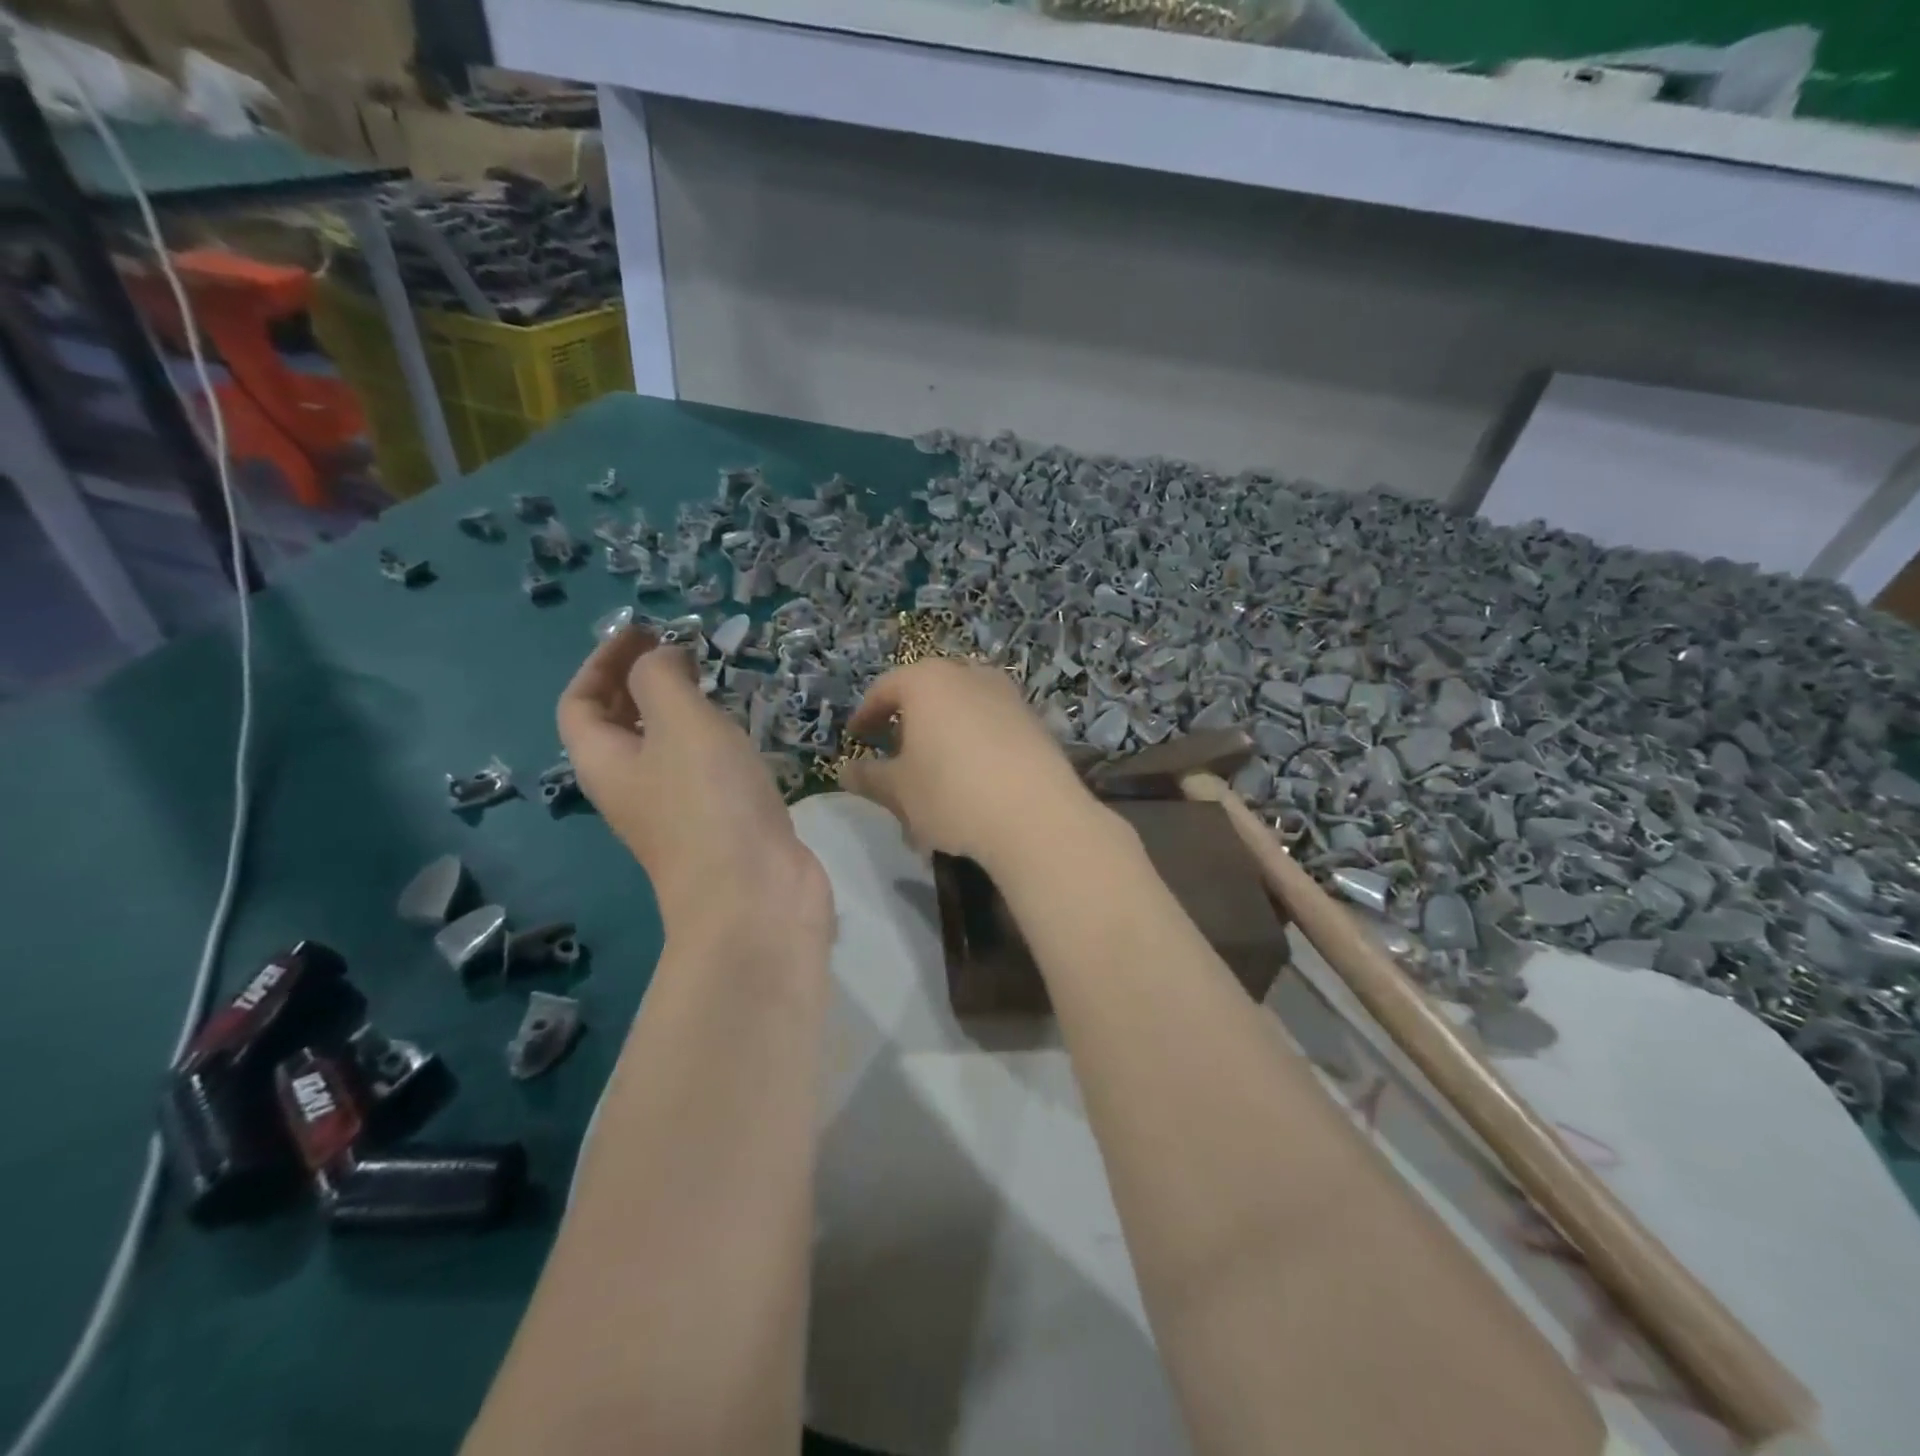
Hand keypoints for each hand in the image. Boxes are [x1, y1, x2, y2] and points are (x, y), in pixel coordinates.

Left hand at [558, 627, 832, 948]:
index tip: (643, 630)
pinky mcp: (720, 822)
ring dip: (681, 710)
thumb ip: (661, 677)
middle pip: (619, 725)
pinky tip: (744, 732)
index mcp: (605, 762)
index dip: (602, 662)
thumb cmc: (709, 801)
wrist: (755, 893)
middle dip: (640, 682)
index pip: (580, 703)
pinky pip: (704, 769)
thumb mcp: (679, 722)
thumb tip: (662, 660)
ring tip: (713, 682)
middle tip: (681, 650)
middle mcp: (633, 787)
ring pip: (665, 747)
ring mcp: (678, 809)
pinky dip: (715, 740)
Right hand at [841, 659, 1101, 873]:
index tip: (856, 737)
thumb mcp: (899, 790)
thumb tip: (845, 771)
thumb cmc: (952, 794)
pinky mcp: (1034, 720)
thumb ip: (870, 776)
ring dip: (944, 730)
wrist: (1036, 816)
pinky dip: (975, 741)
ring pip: (963, 706)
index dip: (866, 714)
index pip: (885, 688)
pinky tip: (974, 777)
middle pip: (928, 691)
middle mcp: (969, 675)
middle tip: (896, 751)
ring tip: (936, 767)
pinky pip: (992, 723)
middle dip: (909, 719)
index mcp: (928, 681)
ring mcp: (1007, 695)